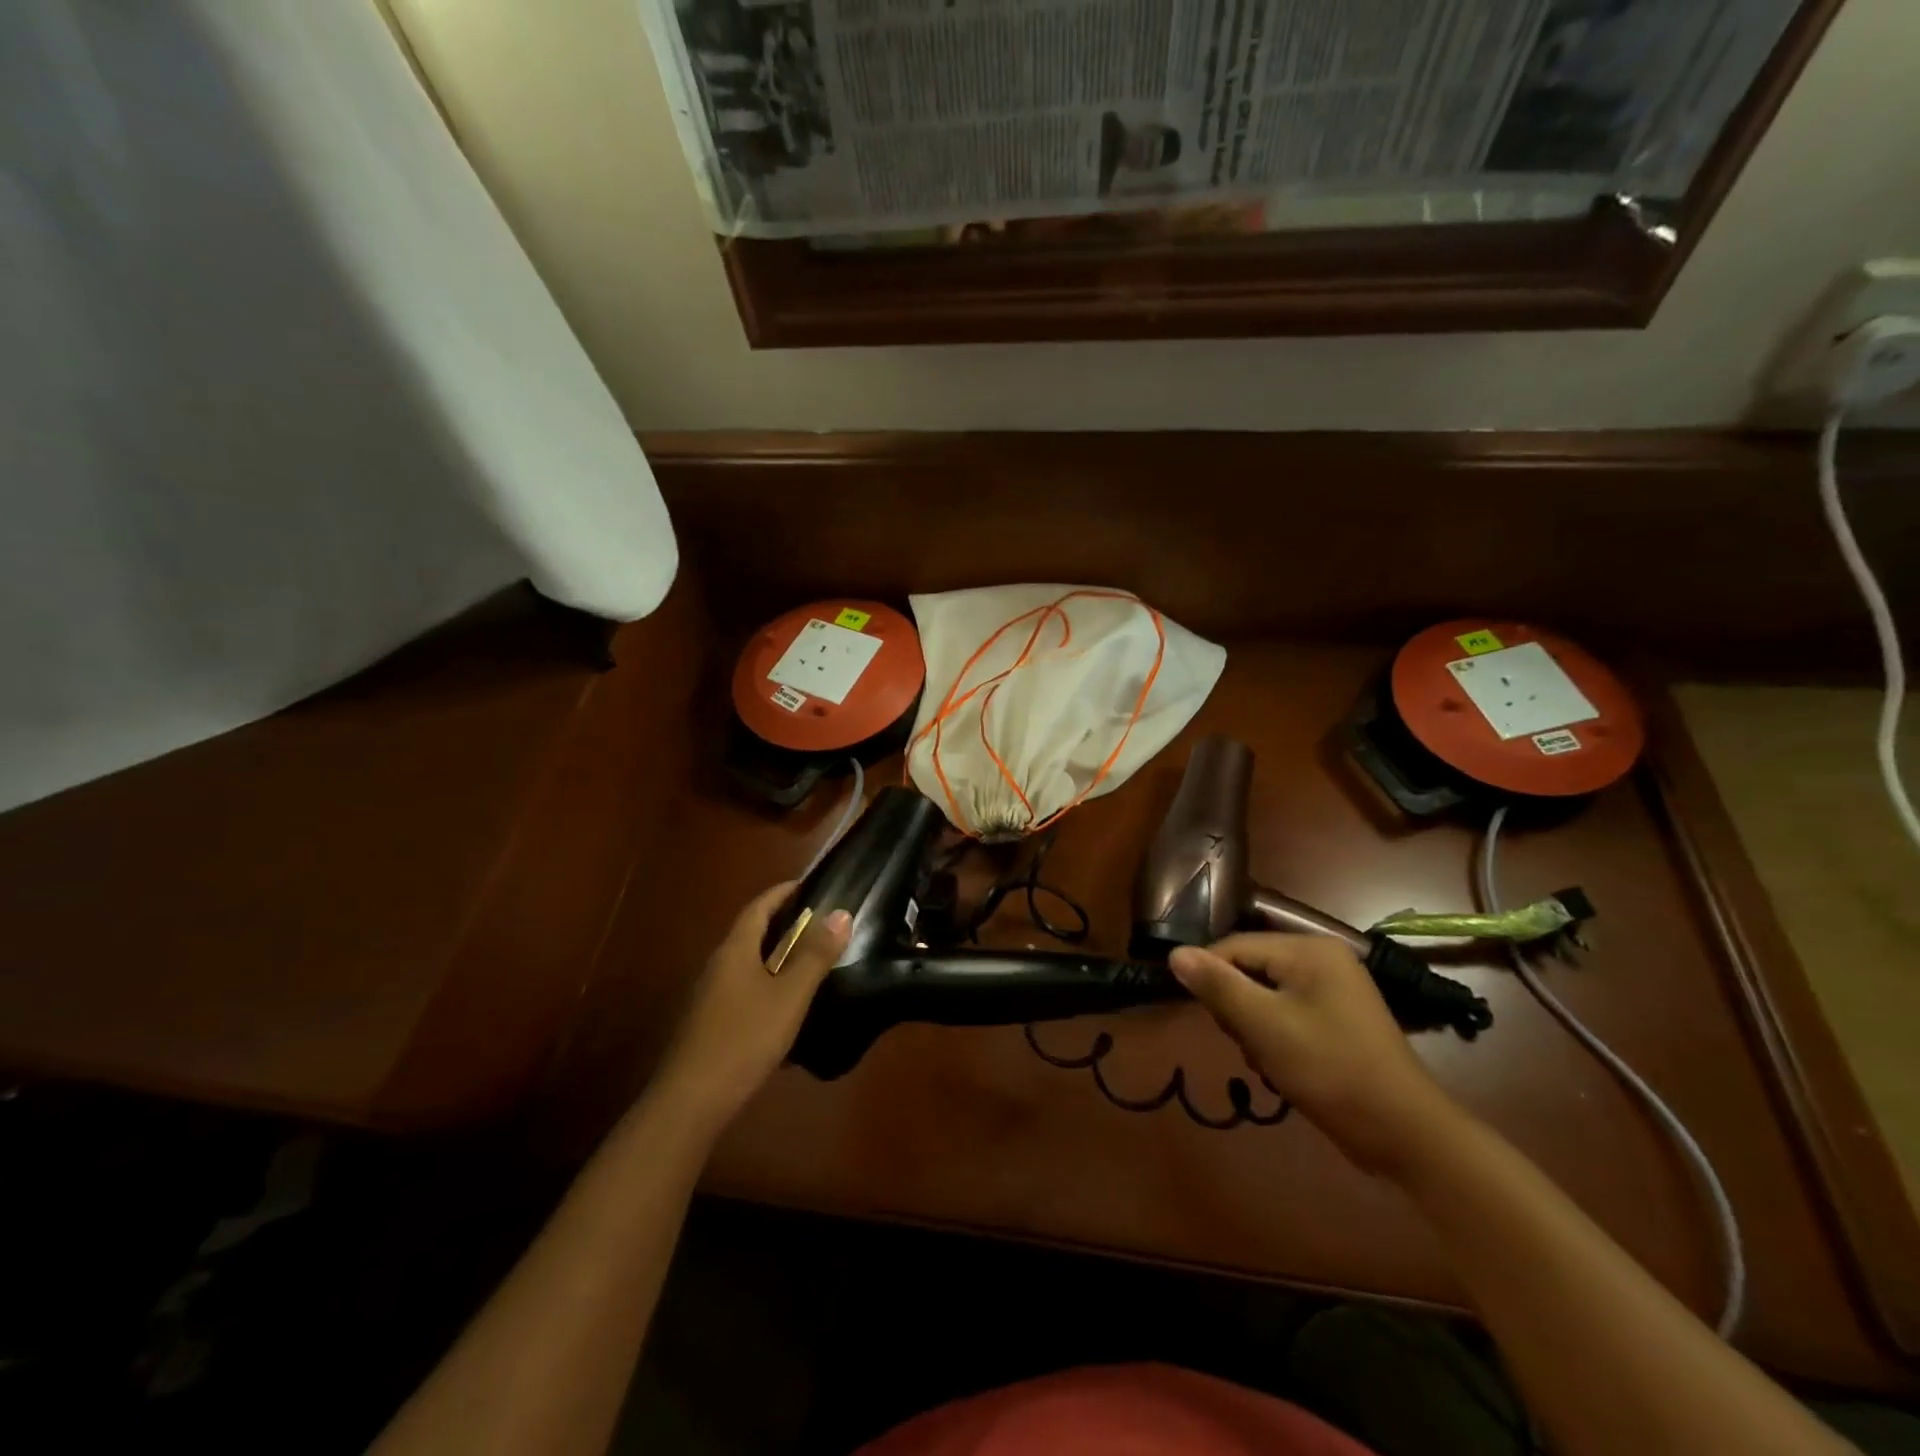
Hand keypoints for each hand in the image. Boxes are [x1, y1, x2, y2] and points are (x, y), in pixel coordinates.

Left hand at [651, 883, 850, 1133]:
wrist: (691, 1101)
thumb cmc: (743, 1038)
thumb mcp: (789, 996)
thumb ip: (815, 955)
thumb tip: (841, 913)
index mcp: (734, 950)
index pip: (758, 907)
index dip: (783, 893)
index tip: (810, 885)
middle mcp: (718, 966)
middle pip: (751, 933)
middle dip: (783, 924)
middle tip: (820, 923)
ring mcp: (710, 997)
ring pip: (747, 964)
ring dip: (776, 957)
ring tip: (811, 961)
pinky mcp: (709, 1024)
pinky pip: (743, 991)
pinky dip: (767, 986)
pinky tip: (787, 1008)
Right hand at [1169, 934, 1462, 1175]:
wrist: (1404, 1134)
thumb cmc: (1330, 1071)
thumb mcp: (1264, 1026)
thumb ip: (1218, 986)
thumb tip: (1175, 954)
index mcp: (1309, 949)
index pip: (1235, 947)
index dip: (1211, 978)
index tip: (1203, 1017)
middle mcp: (1323, 959)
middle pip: (1250, 969)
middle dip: (1238, 1008)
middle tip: (1248, 1044)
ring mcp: (1334, 990)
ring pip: (1265, 995)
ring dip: (1255, 1028)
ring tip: (1268, 1062)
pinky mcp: (1338, 1019)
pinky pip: (1287, 1014)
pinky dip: (1276, 1038)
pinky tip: (1283, 1068)